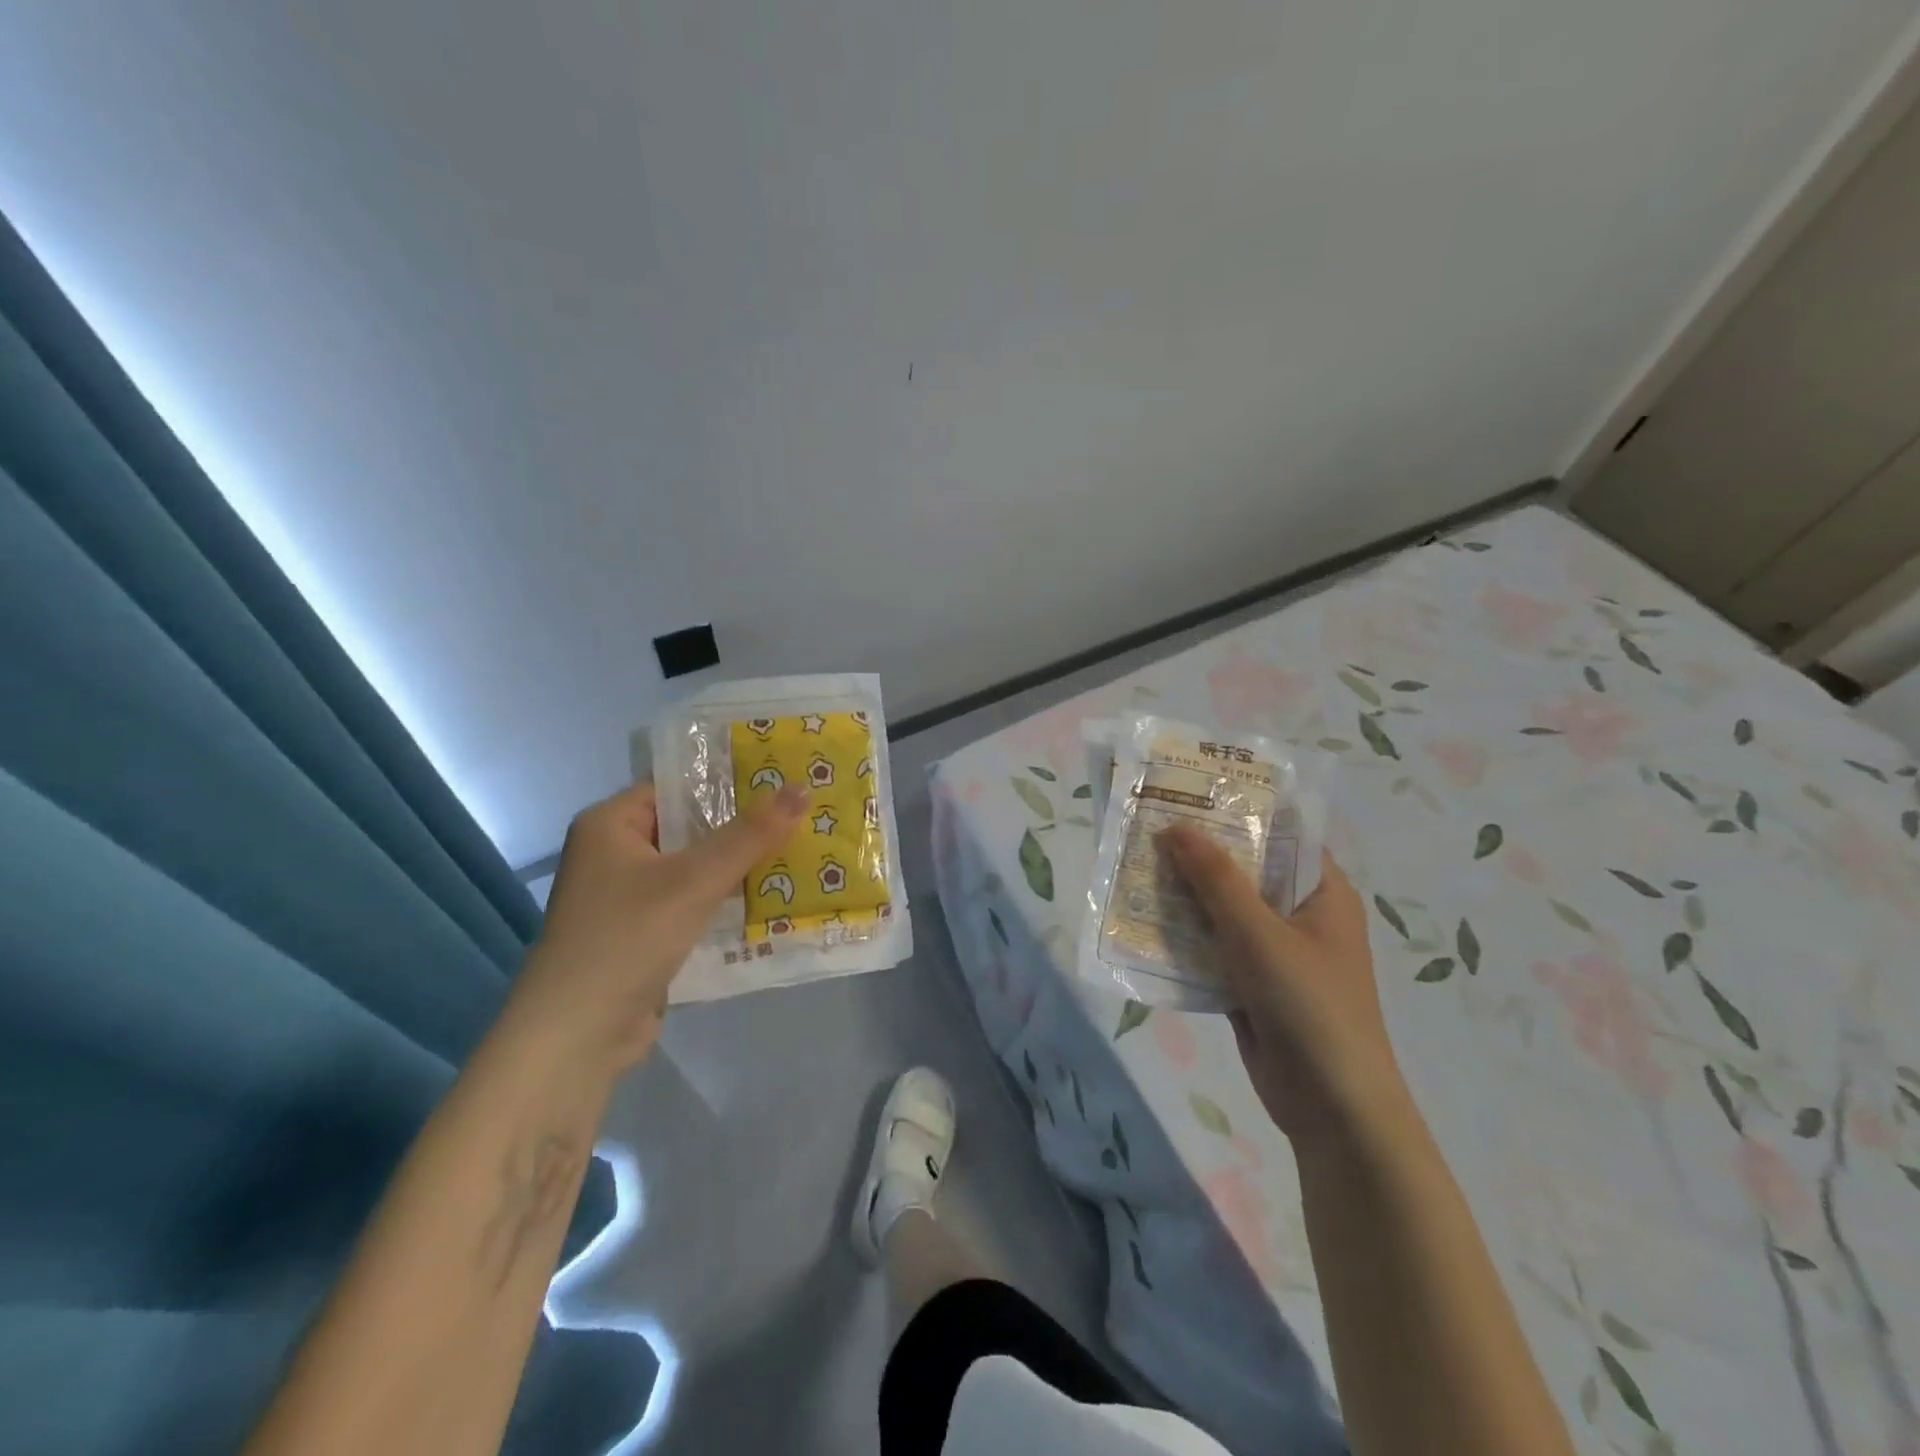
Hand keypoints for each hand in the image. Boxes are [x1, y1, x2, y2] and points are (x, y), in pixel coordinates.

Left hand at [511, 781, 809, 1068]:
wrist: (577, 1037)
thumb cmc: (628, 938)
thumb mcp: (695, 880)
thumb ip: (750, 835)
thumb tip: (802, 788)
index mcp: (609, 824)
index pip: (677, 787)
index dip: (729, 782)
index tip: (783, 780)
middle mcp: (614, 854)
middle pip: (690, 829)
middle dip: (744, 828)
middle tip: (803, 816)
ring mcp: (627, 897)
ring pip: (695, 869)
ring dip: (739, 868)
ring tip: (800, 853)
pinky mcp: (643, 934)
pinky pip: (692, 904)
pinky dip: (725, 902)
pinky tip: (772, 900)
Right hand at [1159, 831, 1408, 1143]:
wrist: (1331, 1107)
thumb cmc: (1308, 1004)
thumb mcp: (1258, 932)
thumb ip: (1215, 878)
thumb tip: (1174, 826)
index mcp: (1321, 892)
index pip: (1278, 834)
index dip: (1236, 811)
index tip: (1187, 792)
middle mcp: (1299, 915)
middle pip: (1243, 871)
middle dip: (1197, 854)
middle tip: (1146, 826)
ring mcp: (1274, 952)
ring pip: (1222, 911)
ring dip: (1184, 896)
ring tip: (1134, 866)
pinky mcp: (1251, 984)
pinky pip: (1212, 948)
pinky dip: (1183, 937)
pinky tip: (1142, 921)